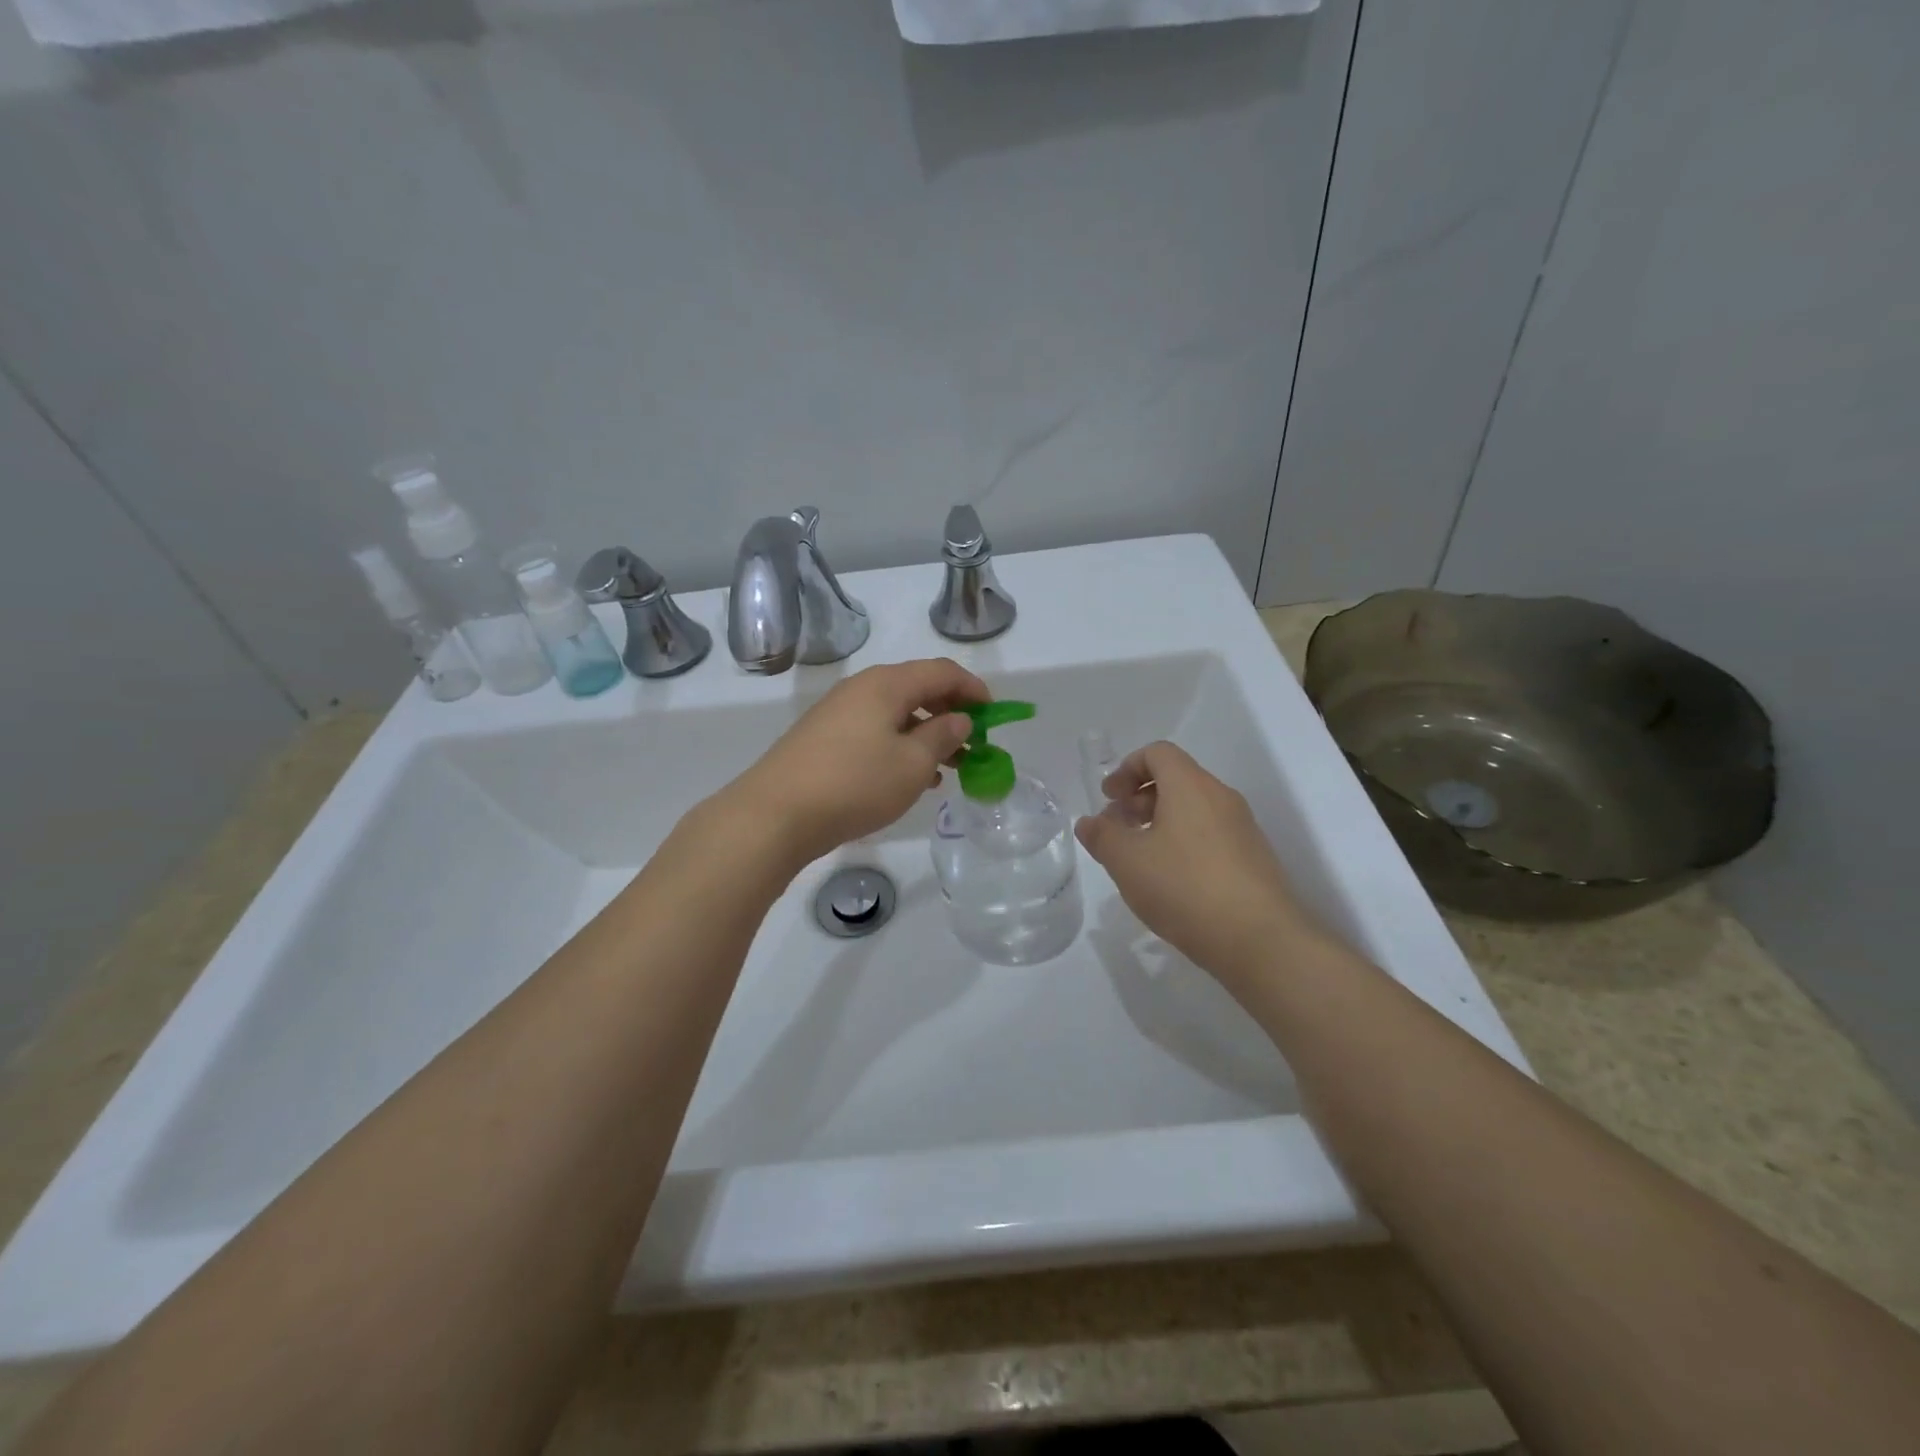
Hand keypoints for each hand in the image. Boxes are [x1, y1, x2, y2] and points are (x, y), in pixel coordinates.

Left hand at [720, 658, 988, 868]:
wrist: (775, 813)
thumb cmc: (855, 784)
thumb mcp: (912, 763)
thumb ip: (943, 736)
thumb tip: (960, 719)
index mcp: (887, 684)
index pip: (942, 671)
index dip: (973, 689)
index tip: (994, 716)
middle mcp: (861, 688)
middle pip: (918, 689)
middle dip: (951, 715)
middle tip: (973, 746)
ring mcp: (838, 713)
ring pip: (896, 714)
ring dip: (926, 735)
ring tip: (947, 769)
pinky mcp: (823, 738)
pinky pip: (874, 732)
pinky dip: (900, 747)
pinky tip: (908, 778)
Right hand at [1075, 741, 1315, 981]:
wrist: (1260, 940)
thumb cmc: (1185, 887)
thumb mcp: (1127, 861)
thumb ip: (1102, 836)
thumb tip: (1089, 822)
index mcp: (1191, 786)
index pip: (1158, 753)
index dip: (1127, 769)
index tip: (1109, 799)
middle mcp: (1221, 797)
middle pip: (1176, 779)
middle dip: (1139, 798)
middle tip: (1117, 829)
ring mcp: (1242, 828)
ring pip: (1193, 809)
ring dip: (1161, 822)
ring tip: (1140, 859)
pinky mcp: (1253, 858)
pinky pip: (1210, 834)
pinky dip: (1183, 843)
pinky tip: (1171, 881)